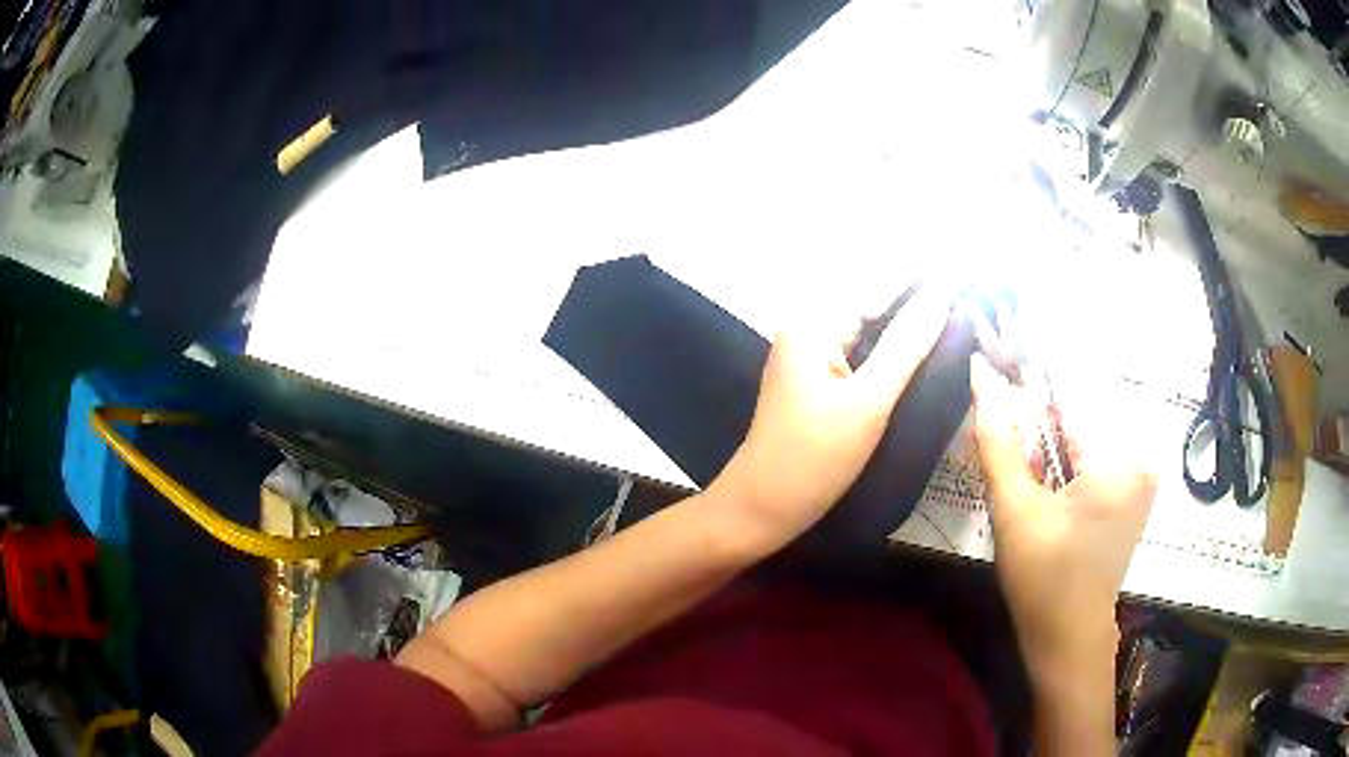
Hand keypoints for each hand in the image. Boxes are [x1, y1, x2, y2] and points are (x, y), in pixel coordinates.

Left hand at [711, 288, 953, 550]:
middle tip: (972, 300)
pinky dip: (893, 355)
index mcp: (814, 324)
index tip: (967, 273)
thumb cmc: (812, 459)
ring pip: (871, 332)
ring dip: (910, 329)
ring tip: (961, 320)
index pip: (878, 285)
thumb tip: (942, 295)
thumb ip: (906, 346)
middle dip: (920, 302)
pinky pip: (863, 357)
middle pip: (874, 306)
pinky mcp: (820, 384)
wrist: (761, 510)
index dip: (923, 279)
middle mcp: (810, 330)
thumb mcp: (868, 402)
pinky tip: (926, 354)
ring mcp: (813, 358)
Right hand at [969, 355, 1156, 678]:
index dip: (1028, 386)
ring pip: (1084, 440)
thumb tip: (981, 372)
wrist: (1068, 640)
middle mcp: (1139, 458)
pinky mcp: (1134, 494)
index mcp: (1117, 459)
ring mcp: (1141, 478)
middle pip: (1077, 418)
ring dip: (1052, 451)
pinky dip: (1068, 467)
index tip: (998, 370)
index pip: (1068, 396)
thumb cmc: (1042, 580)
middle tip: (1014, 468)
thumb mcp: (1014, 510)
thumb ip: (998, 439)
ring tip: (1031, 490)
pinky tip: (1051, 498)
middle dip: (1039, 431)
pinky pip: (1096, 460)